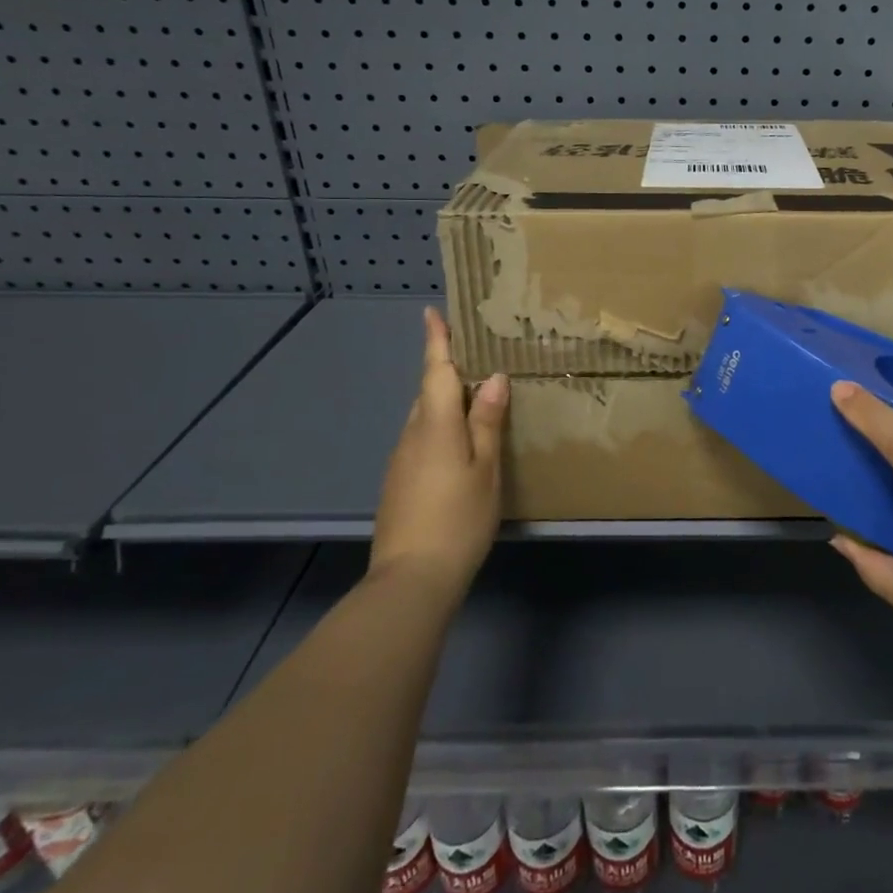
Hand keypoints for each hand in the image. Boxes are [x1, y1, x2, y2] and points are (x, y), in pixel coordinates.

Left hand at [372, 307, 508, 599]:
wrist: (411, 578)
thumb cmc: (458, 518)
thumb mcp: (485, 468)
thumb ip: (487, 422)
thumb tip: (492, 378)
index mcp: (435, 425)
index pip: (435, 372)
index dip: (435, 342)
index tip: (431, 313)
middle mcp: (412, 435)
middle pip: (428, 393)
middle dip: (445, 371)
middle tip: (473, 356)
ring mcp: (401, 461)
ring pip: (425, 418)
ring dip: (445, 402)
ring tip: (474, 398)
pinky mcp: (399, 483)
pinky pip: (422, 440)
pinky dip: (441, 429)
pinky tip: (459, 445)